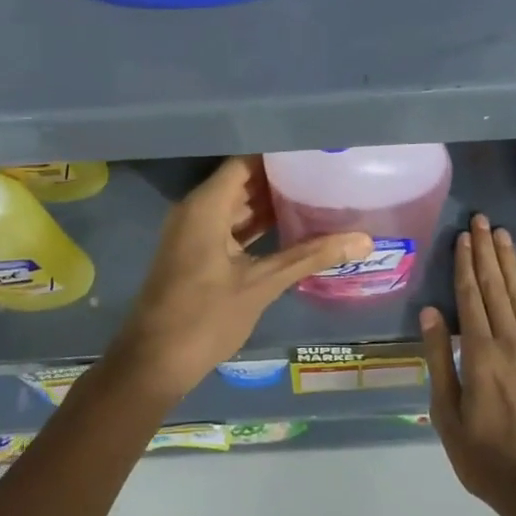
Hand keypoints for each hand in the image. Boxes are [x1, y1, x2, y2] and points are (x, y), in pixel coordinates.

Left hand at [107, 156, 371, 403]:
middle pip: (242, 180)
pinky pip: (229, 225)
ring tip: (315, 194)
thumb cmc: (204, 318)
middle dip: (279, 177)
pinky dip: (256, 224)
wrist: (153, 365)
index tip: (313, 150)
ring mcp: (193, 232)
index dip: (278, 154)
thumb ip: (309, 257)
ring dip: (269, 202)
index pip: (245, 162)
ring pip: (236, 204)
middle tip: (323, 171)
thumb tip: (363, 240)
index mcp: (205, 206)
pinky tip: (291, 227)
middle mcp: (196, 210)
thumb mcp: (261, 285)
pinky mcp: (196, 253)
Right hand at [420, 215, 515, 515]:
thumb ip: (439, 359)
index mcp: (479, 353)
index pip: (470, 296)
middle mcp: (510, 341)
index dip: (465, 263)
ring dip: (510, 263)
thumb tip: (430, 312)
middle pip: (495, 287)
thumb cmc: (486, 457)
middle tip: (482, 220)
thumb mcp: (447, 414)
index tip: (463, 236)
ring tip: (502, 235)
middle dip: (486, 251)